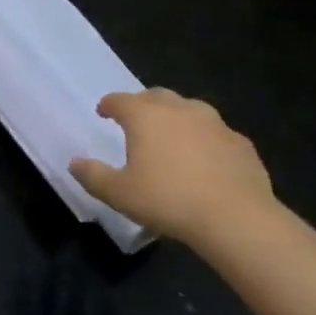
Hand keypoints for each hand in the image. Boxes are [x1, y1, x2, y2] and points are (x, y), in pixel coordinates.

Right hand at [69, 88, 272, 246]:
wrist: (237, 219)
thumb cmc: (168, 200)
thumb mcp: (119, 193)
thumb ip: (93, 175)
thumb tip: (74, 163)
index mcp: (145, 116)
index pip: (119, 100)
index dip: (108, 105)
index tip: (103, 112)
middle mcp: (179, 110)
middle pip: (156, 96)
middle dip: (143, 104)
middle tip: (136, 121)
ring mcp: (215, 124)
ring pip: (190, 110)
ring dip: (177, 118)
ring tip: (172, 138)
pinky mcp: (241, 143)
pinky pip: (216, 134)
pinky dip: (205, 140)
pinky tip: (205, 161)